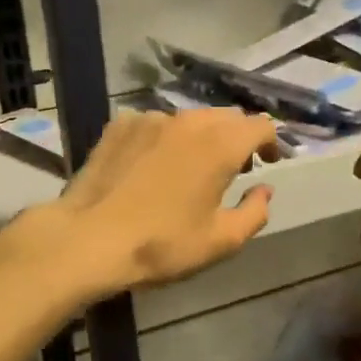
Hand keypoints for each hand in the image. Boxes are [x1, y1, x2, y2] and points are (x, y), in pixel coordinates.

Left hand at [47, 109, 280, 298]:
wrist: (89, 238)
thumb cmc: (162, 244)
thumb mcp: (221, 241)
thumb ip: (254, 212)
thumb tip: (264, 190)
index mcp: (220, 145)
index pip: (260, 125)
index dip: (270, 142)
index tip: (267, 163)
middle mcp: (188, 121)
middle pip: (226, 116)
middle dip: (237, 137)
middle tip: (234, 167)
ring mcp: (150, 118)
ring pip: (188, 118)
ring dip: (200, 136)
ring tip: (191, 165)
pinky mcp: (120, 125)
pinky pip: (154, 123)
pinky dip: (164, 138)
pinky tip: (152, 164)